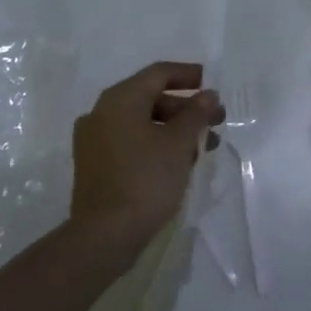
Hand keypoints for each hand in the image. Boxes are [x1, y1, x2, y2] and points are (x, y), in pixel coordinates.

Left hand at [71, 62, 222, 259]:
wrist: (104, 236)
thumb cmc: (146, 179)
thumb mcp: (179, 143)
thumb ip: (196, 113)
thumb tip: (208, 95)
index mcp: (120, 99)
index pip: (159, 73)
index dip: (188, 75)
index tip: (212, 85)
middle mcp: (102, 113)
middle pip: (151, 98)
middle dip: (187, 108)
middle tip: (216, 121)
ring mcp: (94, 140)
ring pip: (142, 122)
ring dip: (175, 128)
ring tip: (204, 147)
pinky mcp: (95, 165)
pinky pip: (131, 141)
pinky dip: (156, 143)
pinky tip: (180, 162)